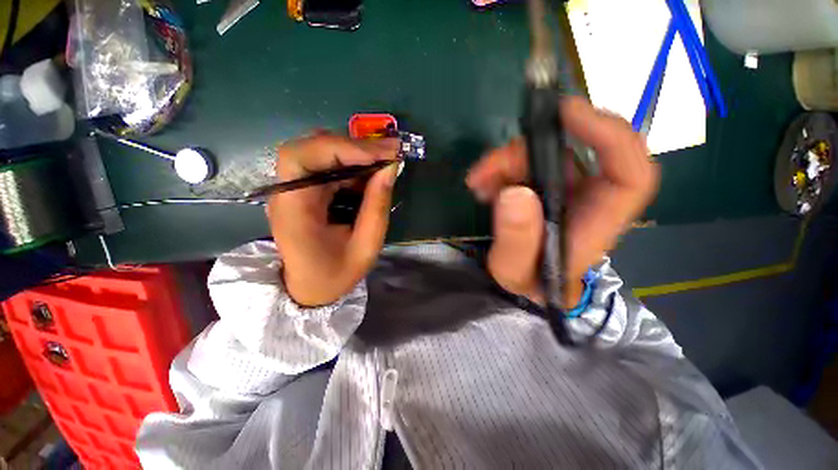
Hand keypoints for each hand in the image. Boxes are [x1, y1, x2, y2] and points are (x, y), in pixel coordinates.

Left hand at [267, 132, 399, 306]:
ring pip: (319, 151)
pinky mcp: (306, 191)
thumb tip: (390, 168)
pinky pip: (327, 165)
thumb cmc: (335, 274)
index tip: (381, 154)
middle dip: (352, 146)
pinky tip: (371, 171)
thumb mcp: (366, 247)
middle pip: (310, 147)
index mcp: (293, 209)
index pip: (302, 158)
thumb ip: (377, 206)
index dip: (341, 148)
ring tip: (384, 159)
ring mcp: (295, 190)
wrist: (310, 289)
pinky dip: (352, 163)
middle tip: (389, 151)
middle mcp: (287, 192)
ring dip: (354, 152)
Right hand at [466, 97, 657, 307]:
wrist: (522, 281)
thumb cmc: (526, 280)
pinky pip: (525, 164)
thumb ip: (516, 240)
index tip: (567, 113)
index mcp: (595, 223)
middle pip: (570, 155)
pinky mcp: (544, 187)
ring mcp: (565, 190)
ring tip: (477, 181)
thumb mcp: (514, 271)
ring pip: (542, 155)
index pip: (630, 173)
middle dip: (524, 153)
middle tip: (486, 168)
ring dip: (505, 162)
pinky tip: (483, 185)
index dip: (608, 135)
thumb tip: (515, 192)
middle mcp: (586, 199)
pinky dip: (501, 169)